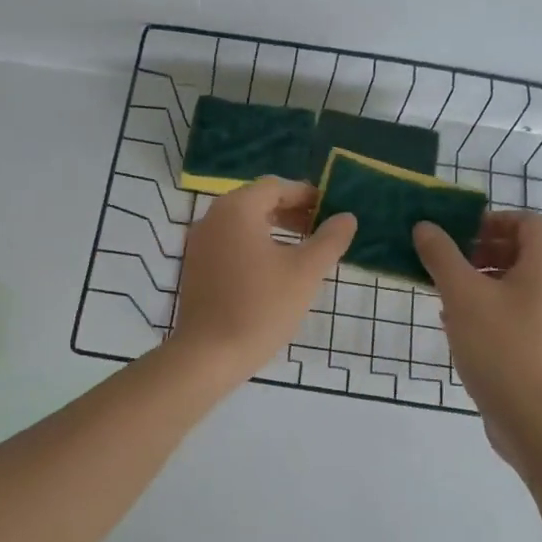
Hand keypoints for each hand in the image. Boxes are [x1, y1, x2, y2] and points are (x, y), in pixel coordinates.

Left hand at [171, 177, 356, 381]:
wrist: (209, 354)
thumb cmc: (261, 307)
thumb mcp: (305, 271)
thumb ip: (330, 239)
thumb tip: (346, 217)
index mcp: (237, 209)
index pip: (276, 187)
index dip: (306, 195)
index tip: (331, 212)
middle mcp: (212, 217)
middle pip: (257, 201)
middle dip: (291, 212)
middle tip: (320, 230)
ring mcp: (199, 243)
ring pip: (242, 223)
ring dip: (274, 229)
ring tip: (302, 251)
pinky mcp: (195, 267)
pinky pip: (229, 243)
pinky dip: (253, 246)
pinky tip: (273, 271)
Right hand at [413, 211, 541, 472]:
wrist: (531, 418)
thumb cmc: (499, 345)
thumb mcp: (461, 294)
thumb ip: (441, 255)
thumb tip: (425, 226)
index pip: (528, 221)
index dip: (494, 218)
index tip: (460, 232)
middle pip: (520, 250)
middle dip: (480, 248)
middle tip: (446, 259)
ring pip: (512, 282)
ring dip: (478, 278)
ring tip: (444, 290)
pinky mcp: (537, 345)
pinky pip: (511, 310)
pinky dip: (484, 305)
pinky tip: (454, 321)